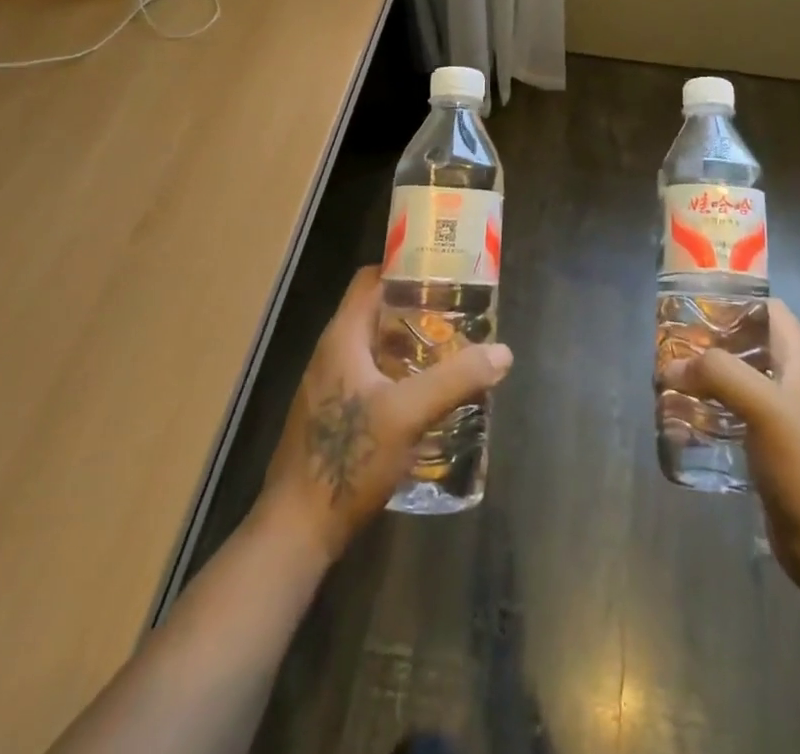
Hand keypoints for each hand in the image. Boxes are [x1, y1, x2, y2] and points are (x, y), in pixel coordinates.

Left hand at [258, 265, 512, 562]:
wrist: (297, 531)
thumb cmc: (347, 458)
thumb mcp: (408, 414)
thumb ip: (456, 380)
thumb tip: (503, 352)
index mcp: (342, 337)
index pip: (371, 279)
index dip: (406, 268)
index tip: (444, 274)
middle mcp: (333, 353)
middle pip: (378, 313)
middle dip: (419, 311)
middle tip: (461, 318)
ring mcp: (331, 387)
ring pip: (377, 348)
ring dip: (413, 347)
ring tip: (453, 355)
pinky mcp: (334, 416)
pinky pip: (373, 378)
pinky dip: (402, 376)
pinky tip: (429, 398)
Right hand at [660, 299, 799, 585]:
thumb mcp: (762, 406)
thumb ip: (719, 374)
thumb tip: (672, 366)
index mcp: (799, 361)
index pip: (771, 310)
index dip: (738, 300)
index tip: (698, 304)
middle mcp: (791, 381)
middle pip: (748, 342)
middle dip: (712, 339)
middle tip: (674, 344)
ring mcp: (781, 416)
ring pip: (738, 378)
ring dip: (706, 376)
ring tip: (670, 379)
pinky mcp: (768, 446)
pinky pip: (733, 413)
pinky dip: (709, 409)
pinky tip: (684, 420)